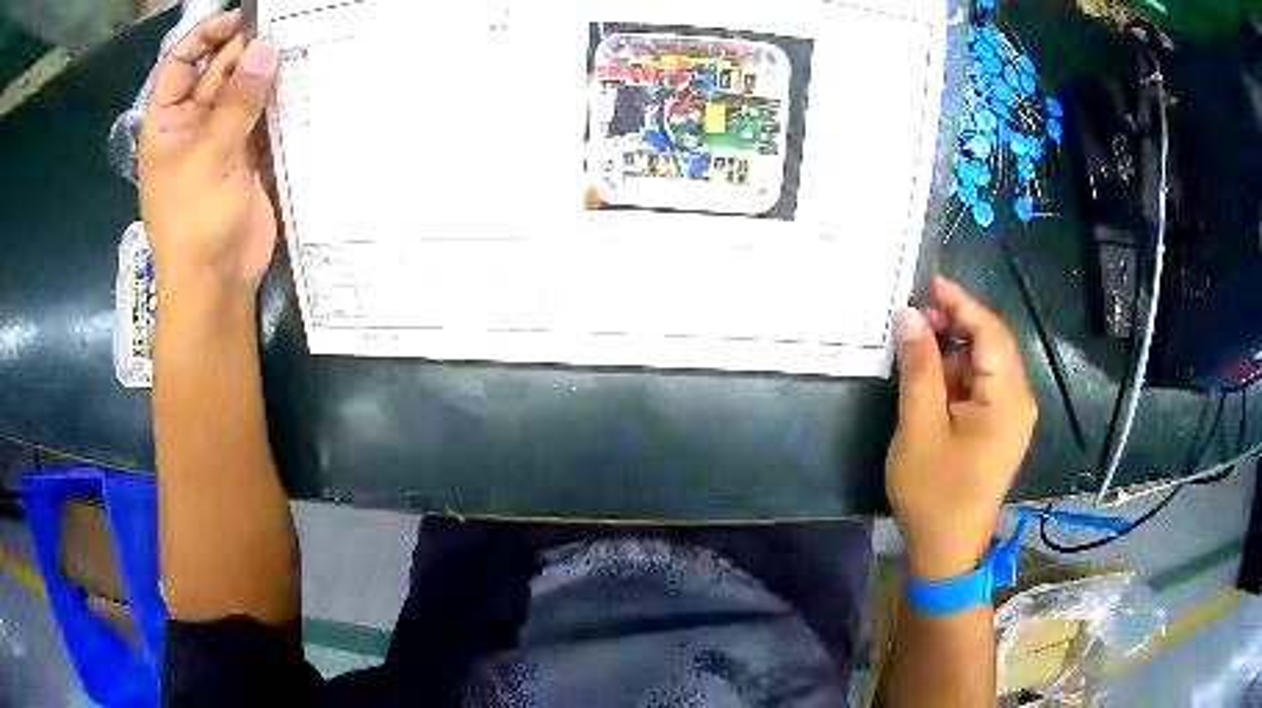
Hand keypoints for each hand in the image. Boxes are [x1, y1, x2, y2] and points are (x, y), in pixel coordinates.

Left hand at [139, 10, 280, 296]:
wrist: (216, 283)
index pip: (180, 63)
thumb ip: (237, 100)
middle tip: (286, 29)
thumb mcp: (209, 156)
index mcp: (167, 123)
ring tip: (301, 46)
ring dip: (267, 72)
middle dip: (246, 49)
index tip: (240, 19)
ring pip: (244, 90)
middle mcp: (193, 123)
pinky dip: (280, 100)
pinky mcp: (248, 154)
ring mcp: (222, 138)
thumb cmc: (194, 223)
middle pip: (217, 71)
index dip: (205, 36)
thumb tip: (266, 47)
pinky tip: (303, 81)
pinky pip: (263, 116)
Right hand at [886, 276, 1037, 580]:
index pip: (989, 332)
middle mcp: (1019, 400)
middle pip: (991, 343)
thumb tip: (909, 315)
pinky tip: (932, 376)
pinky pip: (983, 385)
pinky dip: (957, 374)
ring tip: (916, 345)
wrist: (948, 550)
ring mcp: (1013, 415)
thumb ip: (918, 368)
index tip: (927, 282)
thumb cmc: (933, 493)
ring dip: (953, 350)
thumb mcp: (919, 428)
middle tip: (913, 316)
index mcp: (1007, 398)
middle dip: (955, 323)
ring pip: (985, 363)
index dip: (960, 302)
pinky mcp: (1001, 427)